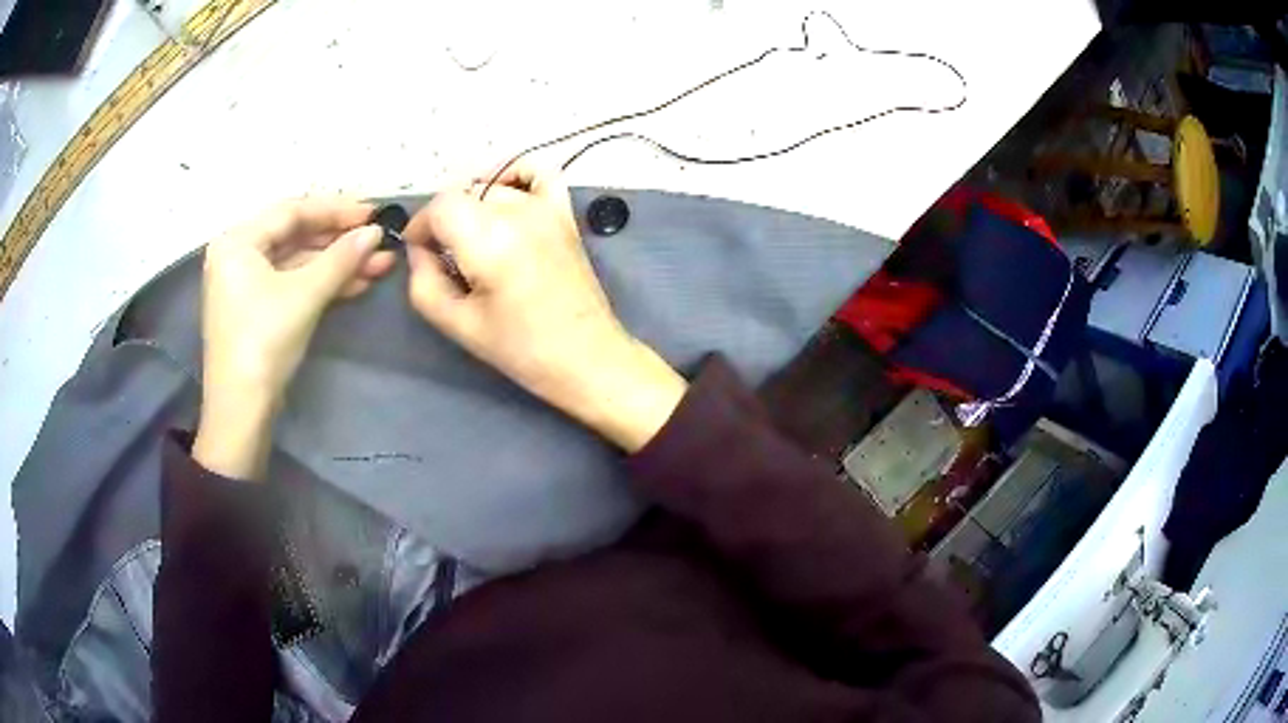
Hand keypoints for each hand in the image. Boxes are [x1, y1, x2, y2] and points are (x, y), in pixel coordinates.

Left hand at [194, 199, 394, 478]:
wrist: (241, 413)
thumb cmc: (263, 343)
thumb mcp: (304, 295)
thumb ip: (341, 258)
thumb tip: (376, 232)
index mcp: (237, 241)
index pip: (292, 211)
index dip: (335, 210)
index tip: (373, 212)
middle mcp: (239, 255)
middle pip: (296, 236)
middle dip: (340, 241)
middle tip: (379, 239)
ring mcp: (247, 283)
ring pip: (298, 262)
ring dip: (337, 264)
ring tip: (380, 264)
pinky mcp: (258, 309)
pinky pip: (293, 284)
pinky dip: (323, 283)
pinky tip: (358, 282)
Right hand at [403, 162, 685, 451]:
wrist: (585, 356)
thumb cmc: (520, 348)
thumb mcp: (457, 324)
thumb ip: (423, 282)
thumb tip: (418, 250)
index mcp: (489, 239)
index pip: (440, 206)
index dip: (421, 226)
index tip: (420, 252)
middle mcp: (518, 213)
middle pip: (463, 194)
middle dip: (443, 221)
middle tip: (444, 258)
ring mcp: (546, 209)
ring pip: (493, 187)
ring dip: (472, 207)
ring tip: (471, 239)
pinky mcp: (565, 214)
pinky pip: (538, 173)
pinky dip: (515, 174)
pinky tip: (502, 194)